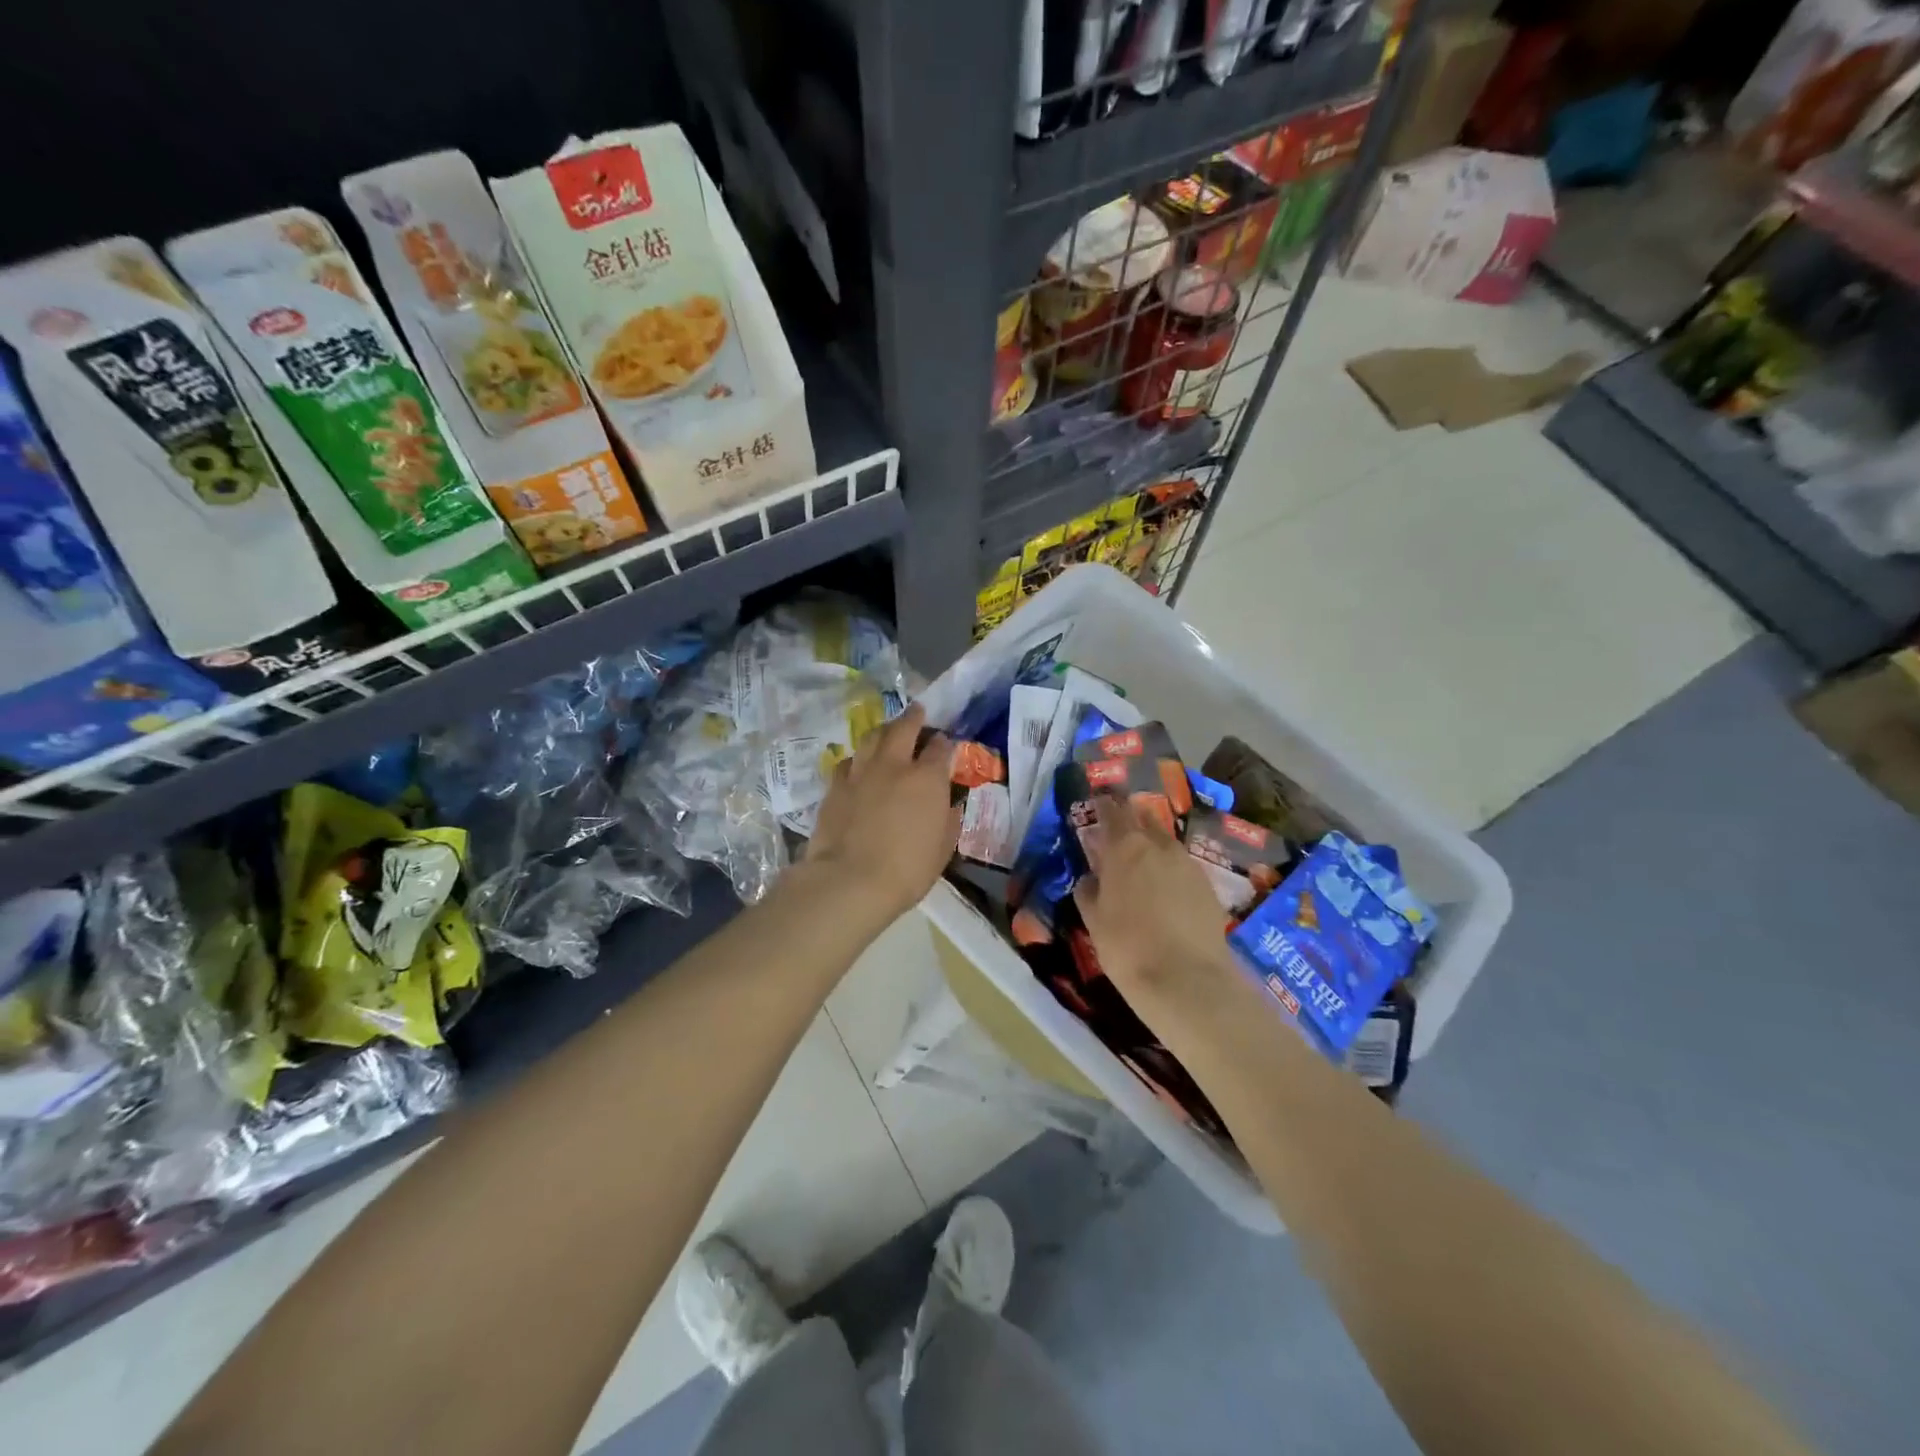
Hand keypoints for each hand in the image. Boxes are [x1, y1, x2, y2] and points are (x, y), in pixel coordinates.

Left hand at [803, 703, 960, 923]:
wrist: (850, 880)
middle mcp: (894, 766)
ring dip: (884, 730)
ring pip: (872, 737)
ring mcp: (861, 772)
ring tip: (888, 730)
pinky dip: (858, 758)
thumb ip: (947, 821)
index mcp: (927, 779)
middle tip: (917, 711)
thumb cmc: (907, 870)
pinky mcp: (835, 786)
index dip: (945, 743)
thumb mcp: (942, 850)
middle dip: (913, 717)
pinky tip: (858, 763)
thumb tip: (948, 805)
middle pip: (904, 728)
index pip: (941, 748)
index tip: (945, 744)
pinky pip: (848, 760)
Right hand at [1073, 794, 1241, 1020]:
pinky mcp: (1207, 885)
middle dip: (1130, 817)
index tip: (1097, 803)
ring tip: (1142, 856)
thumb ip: (1088, 891)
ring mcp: (1187, 864)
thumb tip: (1090, 878)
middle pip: (1143, 818)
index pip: (1112, 812)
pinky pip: (1182, 865)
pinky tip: (1164, 886)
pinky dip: (1170, 867)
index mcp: (1124, 848)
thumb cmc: (1127, 948)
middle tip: (1119, 826)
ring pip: (1165, 841)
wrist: (1187, 980)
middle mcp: (1158, 846)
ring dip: (1152, 842)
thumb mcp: (1094, 921)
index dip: (1103, 806)